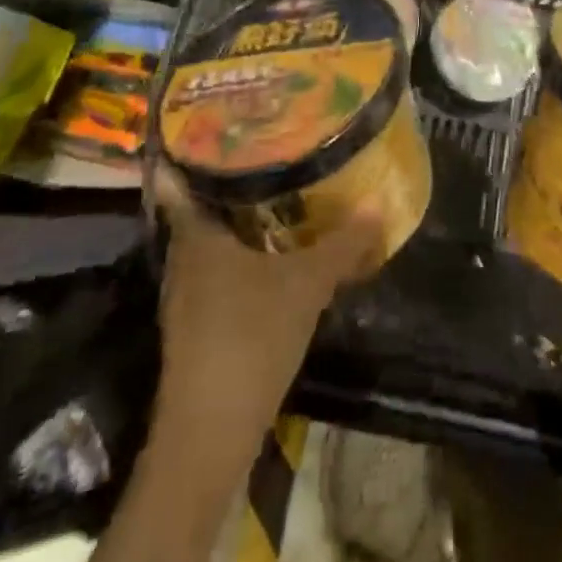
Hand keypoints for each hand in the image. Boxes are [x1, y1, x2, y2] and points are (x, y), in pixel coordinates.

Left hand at [151, 169, 380, 452]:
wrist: (210, 433)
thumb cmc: (250, 337)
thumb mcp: (306, 285)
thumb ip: (342, 244)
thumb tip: (378, 203)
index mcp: (196, 235)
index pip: (183, 178)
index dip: (199, 151)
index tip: (224, 127)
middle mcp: (183, 258)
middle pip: (202, 208)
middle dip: (231, 183)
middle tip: (269, 154)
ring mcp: (185, 295)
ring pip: (212, 243)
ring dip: (239, 223)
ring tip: (277, 197)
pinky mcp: (195, 327)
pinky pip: (217, 272)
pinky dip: (240, 257)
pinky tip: (271, 258)